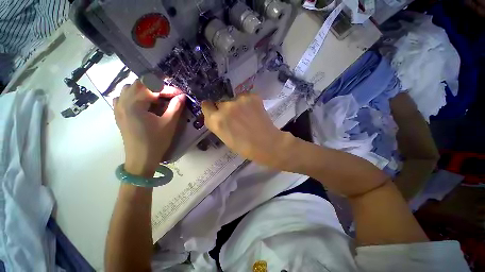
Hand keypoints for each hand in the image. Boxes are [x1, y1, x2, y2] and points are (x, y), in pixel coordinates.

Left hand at [114, 80, 185, 176]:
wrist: (141, 159)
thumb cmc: (156, 141)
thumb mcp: (169, 124)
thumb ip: (175, 107)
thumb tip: (182, 96)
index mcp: (135, 104)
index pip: (152, 87)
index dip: (168, 89)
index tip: (180, 94)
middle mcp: (123, 102)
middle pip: (138, 84)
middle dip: (156, 86)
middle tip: (169, 94)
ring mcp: (118, 108)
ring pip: (129, 88)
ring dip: (144, 89)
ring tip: (156, 97)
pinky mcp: (118, 115)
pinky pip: (122, 97)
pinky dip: (133, 95)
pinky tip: (142, 103)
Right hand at [201, 93, 293, 168]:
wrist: (267, 144)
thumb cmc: (244, 147)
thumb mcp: (224, 138)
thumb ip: (218, 124)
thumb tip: (217, 115)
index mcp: (216, 120)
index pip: (206, 106)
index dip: (211, 109)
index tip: (217, 112)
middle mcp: (225, 107)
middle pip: (220, 102)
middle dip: (225, 109)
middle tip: (235, 117)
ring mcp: (239, 100)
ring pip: (233, 99)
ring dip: (237, 105)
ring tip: (247, 115)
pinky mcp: (252, 96)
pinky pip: (245, 97)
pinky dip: (248, 103)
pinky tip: (254, 112)